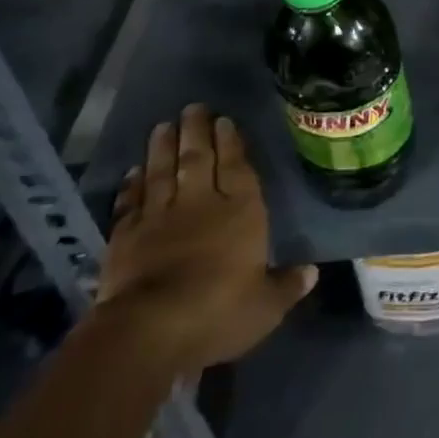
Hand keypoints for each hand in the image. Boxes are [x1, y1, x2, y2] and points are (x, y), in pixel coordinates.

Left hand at [95, 105, 314, 370]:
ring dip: (163, 148)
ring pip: (163, 173)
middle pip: (198, 159)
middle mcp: (201, 204)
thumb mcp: (265, 307)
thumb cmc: (218, 312)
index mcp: (241, 212)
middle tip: (193, 107)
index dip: (231, 142)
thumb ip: (287, 286)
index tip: (224, 120)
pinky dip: (132, 185)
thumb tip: (311, 272)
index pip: (237, 167)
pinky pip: (131, 203)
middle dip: (197, 131)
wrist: (149, 330)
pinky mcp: (126, 237)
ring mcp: (160, 217)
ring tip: (164, 125)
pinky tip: (134, 172)